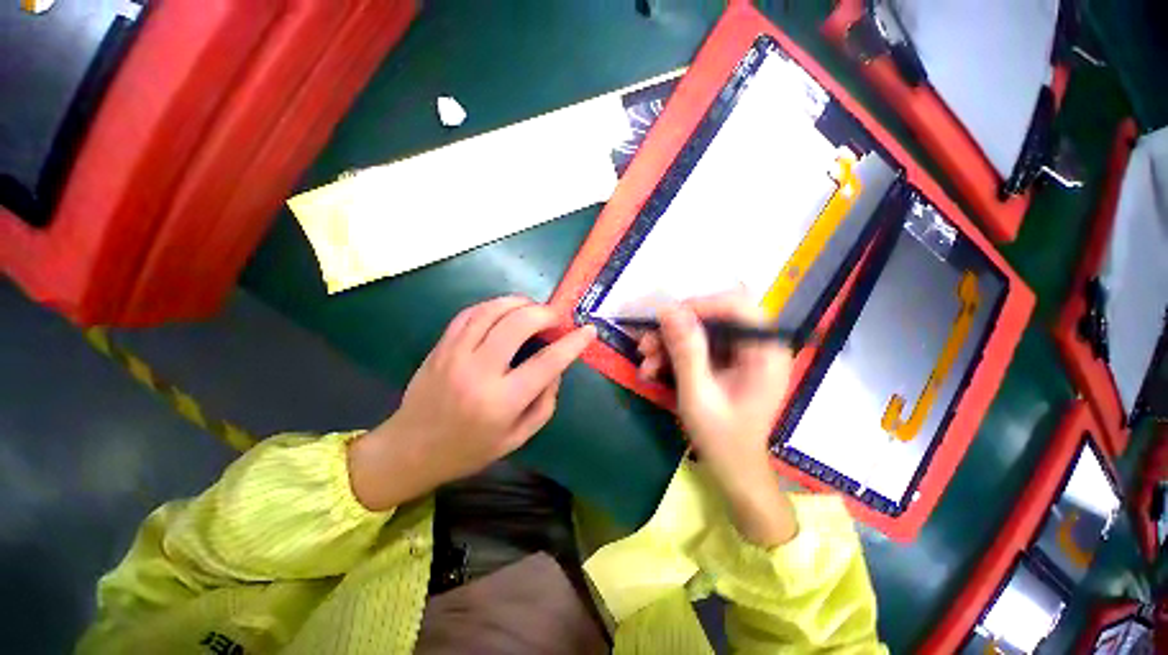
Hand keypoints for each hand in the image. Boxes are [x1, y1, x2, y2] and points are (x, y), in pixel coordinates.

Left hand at [350, 297, 595, 510]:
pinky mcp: (441, 346)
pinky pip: (470, 313)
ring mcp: (455, 355)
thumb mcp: (518, 438)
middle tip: (556, 318)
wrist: (410, 450)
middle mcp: (479, 372)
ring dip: (519, 302)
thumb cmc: (470, 450)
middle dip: (545, 313)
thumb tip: (557, 367)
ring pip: (492, 310)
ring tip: (534, 308)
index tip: (588, 330)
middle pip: (518, 324)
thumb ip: (545, 402)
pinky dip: (493, 305)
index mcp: (502, 402)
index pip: (547, 362)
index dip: (573, 343)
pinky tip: (505, 310)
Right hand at [637, 291, 797, 546]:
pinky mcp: (727, 363)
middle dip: (676, 329)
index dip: (700, 305)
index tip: (666, 319)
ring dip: (669, 343)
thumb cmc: (722, 438)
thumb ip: (686, 351)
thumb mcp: (698, 394)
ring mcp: (742, 355)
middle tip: (646, 343)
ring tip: (645, 361)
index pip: (737, 305)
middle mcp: (757, 346)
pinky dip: (674, 356)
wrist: (733, 470)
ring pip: (700, 332)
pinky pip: (698, 347)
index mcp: (765, 352)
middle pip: (714, 317)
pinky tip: (653, 370)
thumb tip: (668, 310)